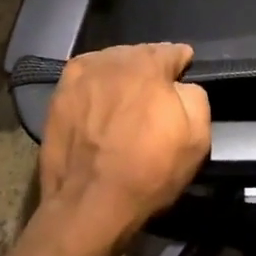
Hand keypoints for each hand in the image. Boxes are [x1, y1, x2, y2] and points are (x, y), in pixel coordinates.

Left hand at [38, 44, 211, 250]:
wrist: (89, 205)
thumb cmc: (148, 170)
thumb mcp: (197, 136)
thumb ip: (195, 96)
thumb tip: (181, 86)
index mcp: (148, 63)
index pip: (173, 51)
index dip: (181, 66)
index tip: (182, 80)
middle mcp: (113, 59)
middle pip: (140, 55)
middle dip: (149, 71)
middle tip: (153, 99)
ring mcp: (81, 75)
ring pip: (111, 65)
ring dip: (120, 78)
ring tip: (123, 105)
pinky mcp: (58, 95)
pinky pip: (85, 81)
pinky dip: (94, 89)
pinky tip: (97, 109)